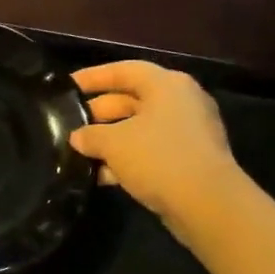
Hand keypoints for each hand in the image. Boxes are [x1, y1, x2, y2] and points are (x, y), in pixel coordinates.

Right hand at [70, 62, 243, 243]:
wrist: (207, 203)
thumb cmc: (158, 158)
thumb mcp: (114, 143)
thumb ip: (90, 135)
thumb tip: (77, 137)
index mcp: (166, 85)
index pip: (124, 70)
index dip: (93, 76)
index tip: (68, 85)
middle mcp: (180, 102)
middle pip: (131, 100)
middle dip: (99, 113)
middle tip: (69, 124)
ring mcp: (187, 132)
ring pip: (139, 129)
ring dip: (110, 140)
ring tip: (80, 153)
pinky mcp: (189, 160)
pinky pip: (150, 151)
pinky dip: (127, 159)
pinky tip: (102, 175)